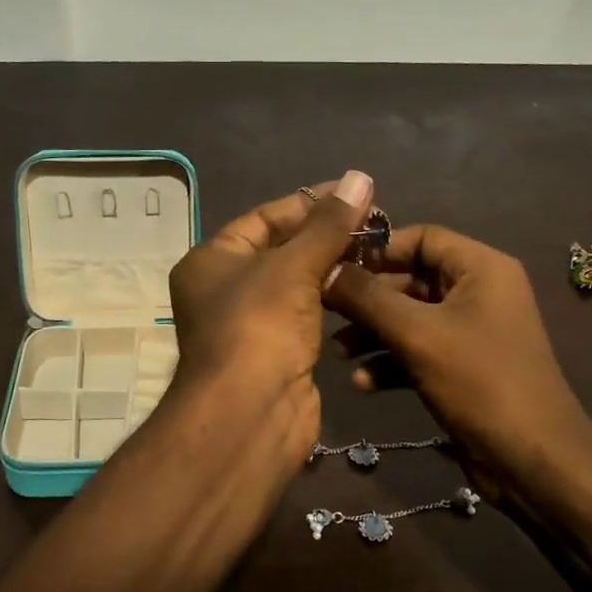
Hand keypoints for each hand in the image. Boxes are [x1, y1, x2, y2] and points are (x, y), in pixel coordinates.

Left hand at [166, 171, 374, 466]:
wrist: (251, 414)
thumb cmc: (259, 327)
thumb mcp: (293, 266)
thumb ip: (328, 224)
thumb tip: (359, 177)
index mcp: (212, 260)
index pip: (264, 218)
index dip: (309, 202)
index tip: (353, 192)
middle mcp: (225, 288)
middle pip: (282, 248)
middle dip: (326, 233)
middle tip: (375, 220)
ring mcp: (251, 323)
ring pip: (297, 283)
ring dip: (333, 265)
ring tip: (378, 248)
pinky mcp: (278, 351)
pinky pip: (308, 313)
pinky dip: (333, 298)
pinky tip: (367, 286)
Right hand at [323, 224, 591, 502]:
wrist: (532, 461)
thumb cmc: (479, 381)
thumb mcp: (417, 334)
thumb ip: (367, 298)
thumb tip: (324, 269)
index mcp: (480, 268)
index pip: (421, 237)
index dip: (377, 249)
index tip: (333, 266)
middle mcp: (478, 292)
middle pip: (411, 279)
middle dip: (368, 298)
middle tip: (325, 311)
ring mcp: (471, 332)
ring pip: (410, 318)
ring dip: (373, 333)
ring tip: (339, 352)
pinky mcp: (462, 368)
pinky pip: (418, 351)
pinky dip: (391, 362)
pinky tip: (363, 383)